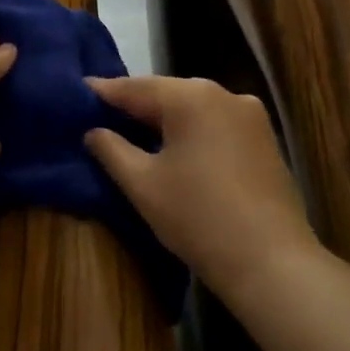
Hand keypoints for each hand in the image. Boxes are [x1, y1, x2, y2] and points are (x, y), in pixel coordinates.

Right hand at [84, 76, 316, 293]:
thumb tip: (93, 131)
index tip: (78, 92)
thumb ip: (111, 149)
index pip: (135, 88)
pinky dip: (192, 131)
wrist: (271, 262)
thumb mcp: (142, 184)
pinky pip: (216, 124)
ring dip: (164, 119)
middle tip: (101, 115)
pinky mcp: (265, 139)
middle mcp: (224, 94)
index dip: (103, 92)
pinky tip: (176, 148)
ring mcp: (250, 116)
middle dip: (135, 105)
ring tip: (133, 132)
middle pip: (167, 93)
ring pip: (194, 108)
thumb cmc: (197, 218)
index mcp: (191, 97)